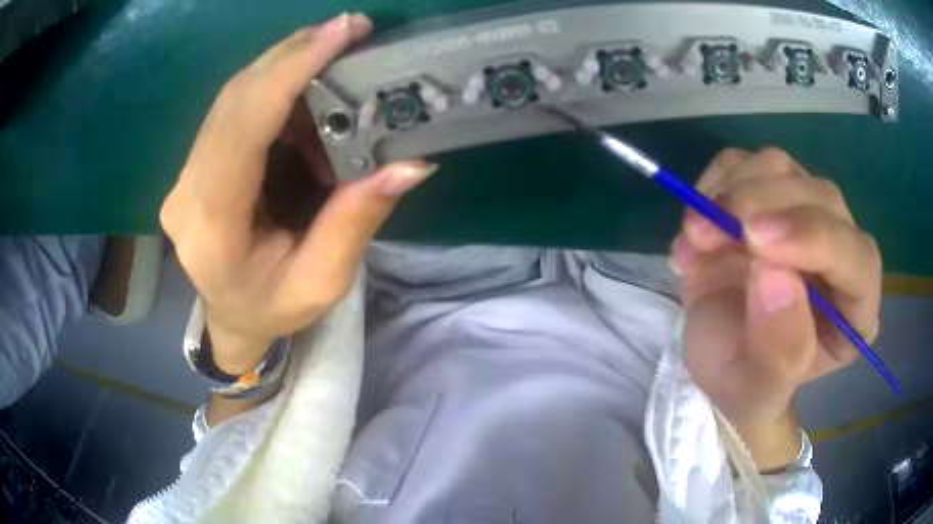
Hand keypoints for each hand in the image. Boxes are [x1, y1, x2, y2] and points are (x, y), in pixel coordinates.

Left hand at [160, 13, 436, 374]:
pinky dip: (277, 94)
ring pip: (234, 97)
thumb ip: (357, 221)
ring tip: (336, 72)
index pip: (243, 128)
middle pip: (235, 99)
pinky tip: (308, 104)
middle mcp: (186, 193)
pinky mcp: (195, 165)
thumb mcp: (322, 282)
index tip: (339, 32)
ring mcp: (185, 176)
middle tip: (349, 31)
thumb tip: (410, 163)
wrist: (230, 319)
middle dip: (293, 56)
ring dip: (288, 74)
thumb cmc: (273, 309)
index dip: (290, 71)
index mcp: (212, 228)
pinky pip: (235, 110)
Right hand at [670, 148, 881, 448]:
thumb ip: (777, 350)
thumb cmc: (743, 384)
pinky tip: (696, 226)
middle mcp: (842, 252)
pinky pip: (746, 162)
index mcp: (855, 311)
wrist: (717, 358)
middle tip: (705, 233)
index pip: (858, 259)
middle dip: (762, 206)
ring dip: (731, 193)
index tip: (754, 242)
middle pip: (821, 198)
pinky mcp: (771, 193)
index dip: (815, 239)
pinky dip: (714, 184)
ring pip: (782, 168)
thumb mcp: (755, 390)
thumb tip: (775, 274)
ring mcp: (806, 214)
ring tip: (694, 238)